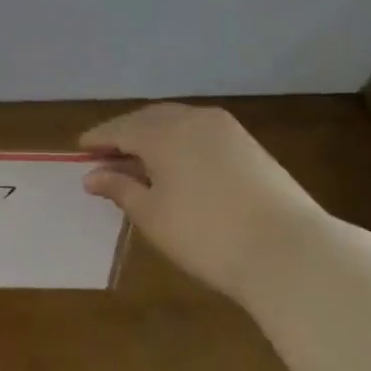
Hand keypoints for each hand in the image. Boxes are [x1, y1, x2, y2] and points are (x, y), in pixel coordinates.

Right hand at [80, 103, 327, 298]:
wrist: (290, 252)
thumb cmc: (206, 235)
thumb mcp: (152, 215)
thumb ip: (120, 189)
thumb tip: (92, 176)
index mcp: (163, 132)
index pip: (120, 129)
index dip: (98, 139)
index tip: (79, 150)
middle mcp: (193, 119)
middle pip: (149, 119)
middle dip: (125, 133)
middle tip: (107, 155)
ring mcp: (227, 130)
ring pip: (178, 123)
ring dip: (154, 136)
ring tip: (140, 161)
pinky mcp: (250, 146)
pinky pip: (201, 133)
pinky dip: (180, 142)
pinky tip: (177, 166)